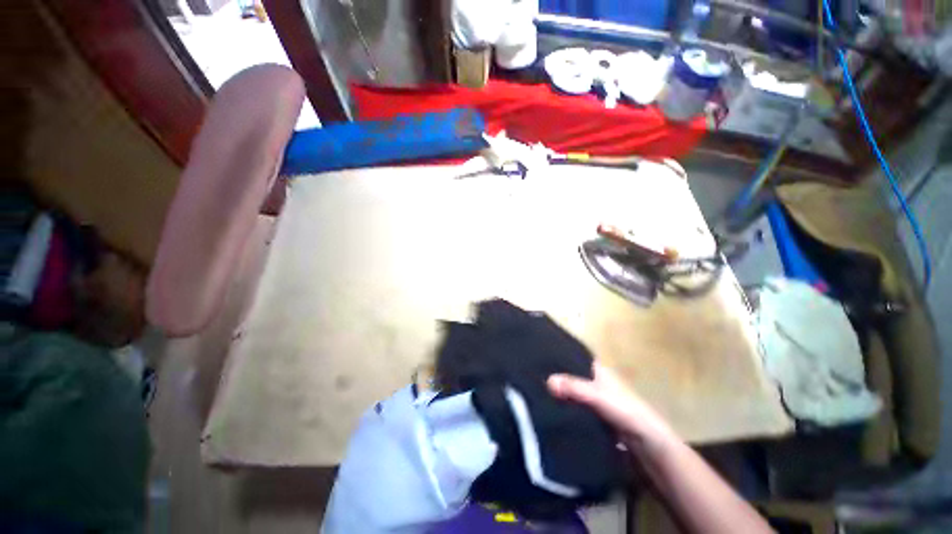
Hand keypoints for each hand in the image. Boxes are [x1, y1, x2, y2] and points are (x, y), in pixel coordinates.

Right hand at [547, 364, 677, 451]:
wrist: (649, 444)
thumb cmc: (626, 411)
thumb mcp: (598, 396)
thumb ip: (574, 387)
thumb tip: (547, 380)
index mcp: (598, 370)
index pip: (574, 357)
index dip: (558, 355)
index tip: (538, 355)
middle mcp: (595, 381)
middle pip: (571, 375)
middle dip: (555, 376)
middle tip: (532, 376)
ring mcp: (595, 399)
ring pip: (573, 392)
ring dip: (559, 394)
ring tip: (535, 392)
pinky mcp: (595, 416)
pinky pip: (575, 408)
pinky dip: (565, 409)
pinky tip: (550, 411)